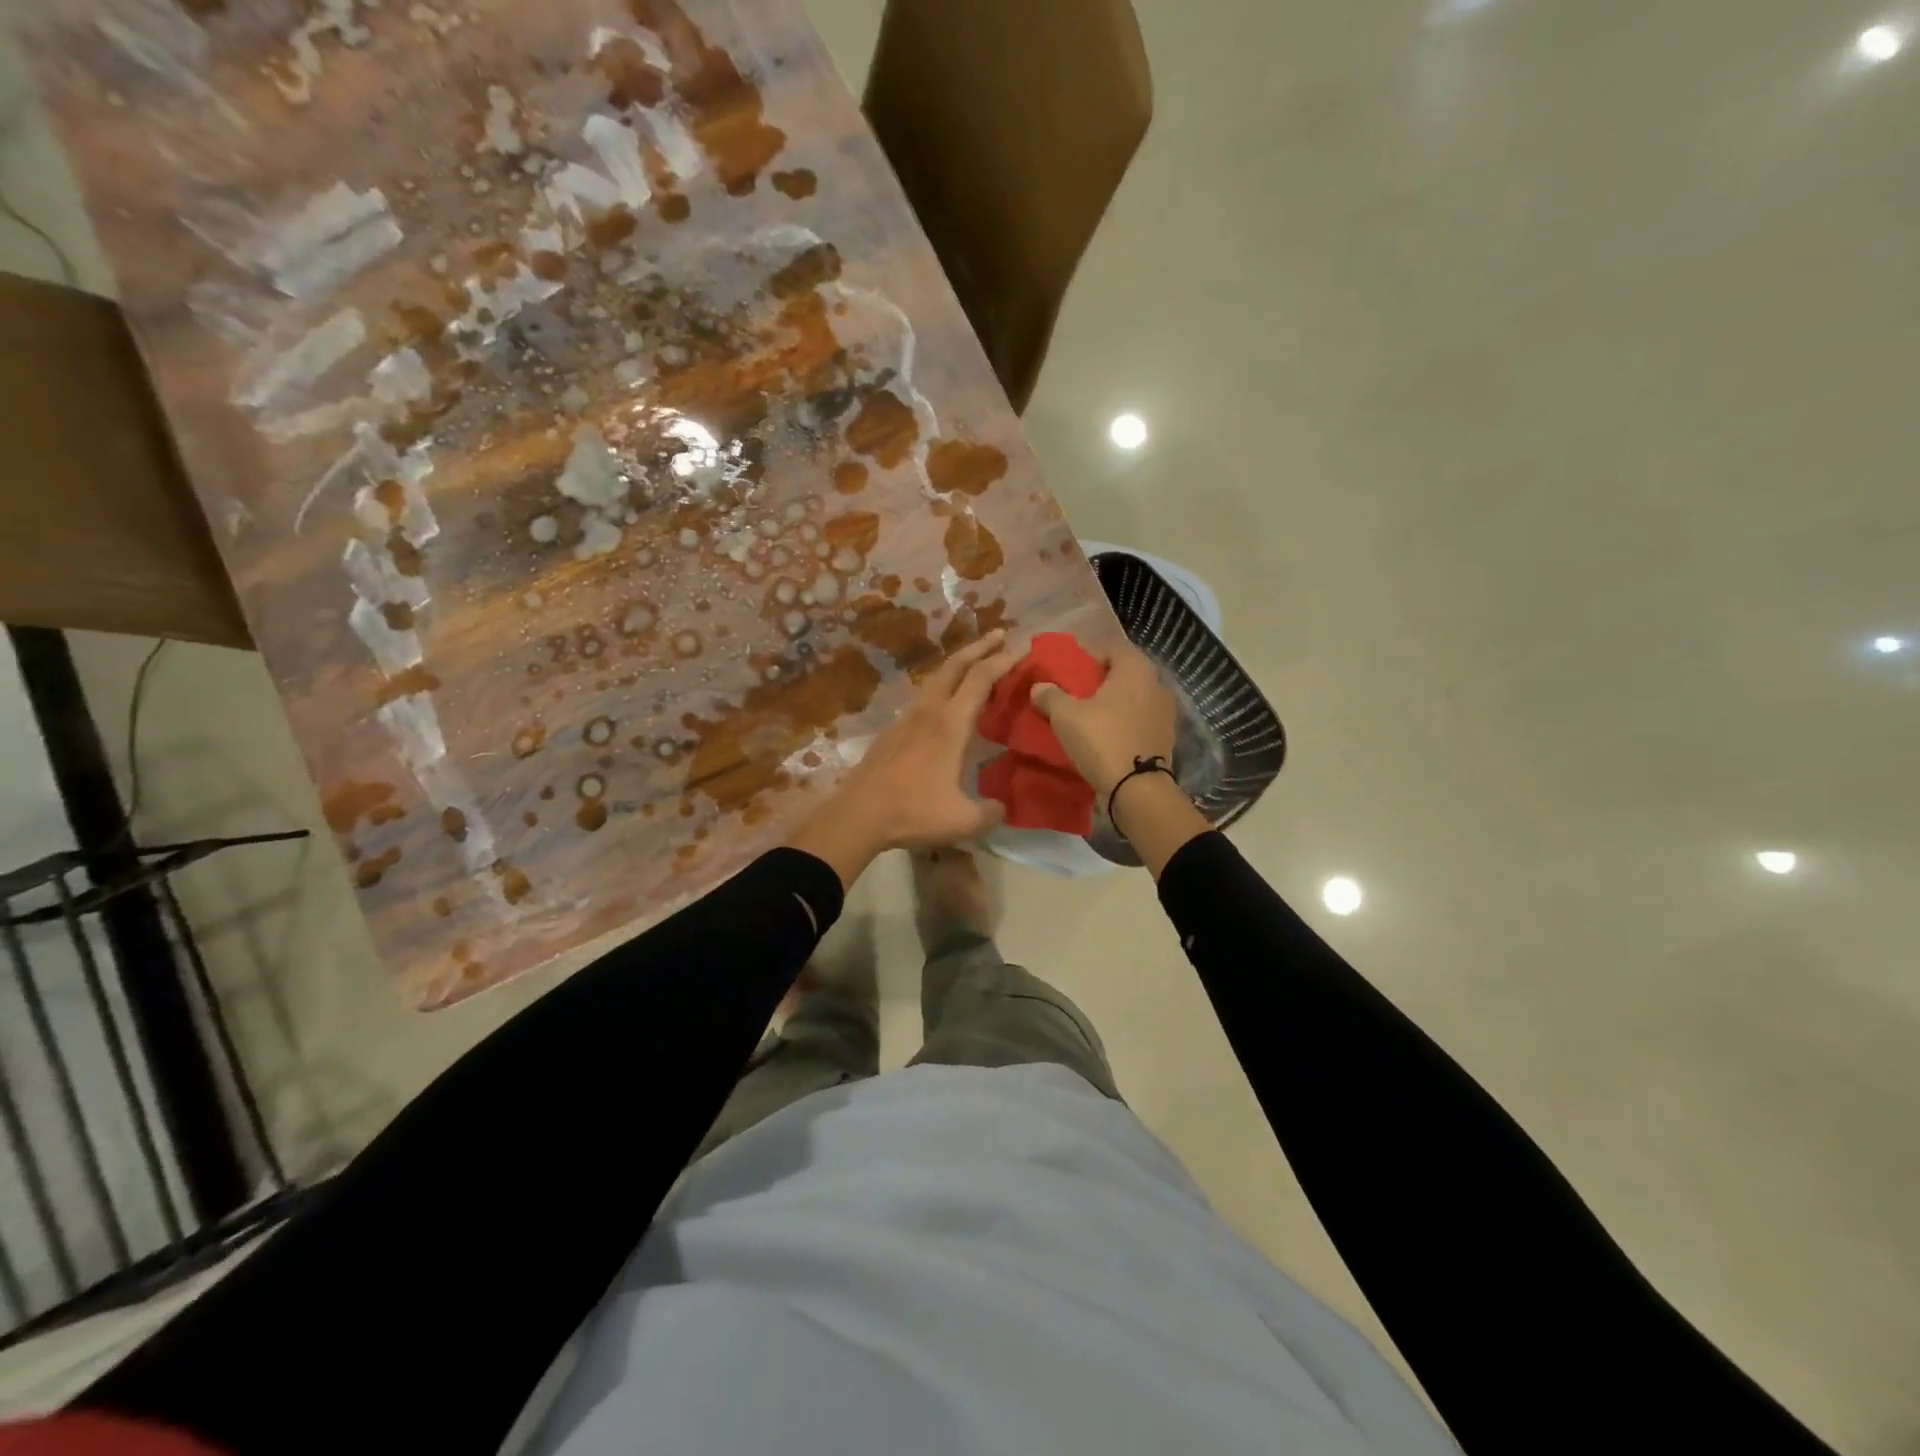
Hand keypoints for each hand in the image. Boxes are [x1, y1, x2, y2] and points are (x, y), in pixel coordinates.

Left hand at [789, 630, 1017, 886]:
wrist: (857, 815)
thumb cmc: (913, 812)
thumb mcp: (963, 820)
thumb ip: (990, 811)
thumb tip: (1001, 806)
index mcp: (950, 725)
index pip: (981, 679)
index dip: (1003, 660)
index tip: (1023, 648)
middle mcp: (928, 712)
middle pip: (955, 665)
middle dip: (980, 646)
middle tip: (1000, 634)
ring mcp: (906, 719)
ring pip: (936, 679)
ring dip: (958, 666)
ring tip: (975, 666)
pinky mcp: (892, 732)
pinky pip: (923, 699)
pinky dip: (942, 689)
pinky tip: (945, 705)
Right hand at [1030, 643, 1175, 796]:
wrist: (1138, 788)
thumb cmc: (1102, 739)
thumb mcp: (1065, 716)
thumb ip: (1050, 696)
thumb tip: (1038, 687)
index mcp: (1135, 668)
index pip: (1112, 647)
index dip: (1089, 655)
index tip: (1070, 670)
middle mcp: (1156, 683)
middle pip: (1124, 673)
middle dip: (1100, 680)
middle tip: (1075, 693)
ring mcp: (1165, 712)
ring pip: (1133, 698)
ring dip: (1113, 703)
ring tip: (1089, 716)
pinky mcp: (1165, 736)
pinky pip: (1140, 720)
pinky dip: (1124, 723)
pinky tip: (1106, 736)